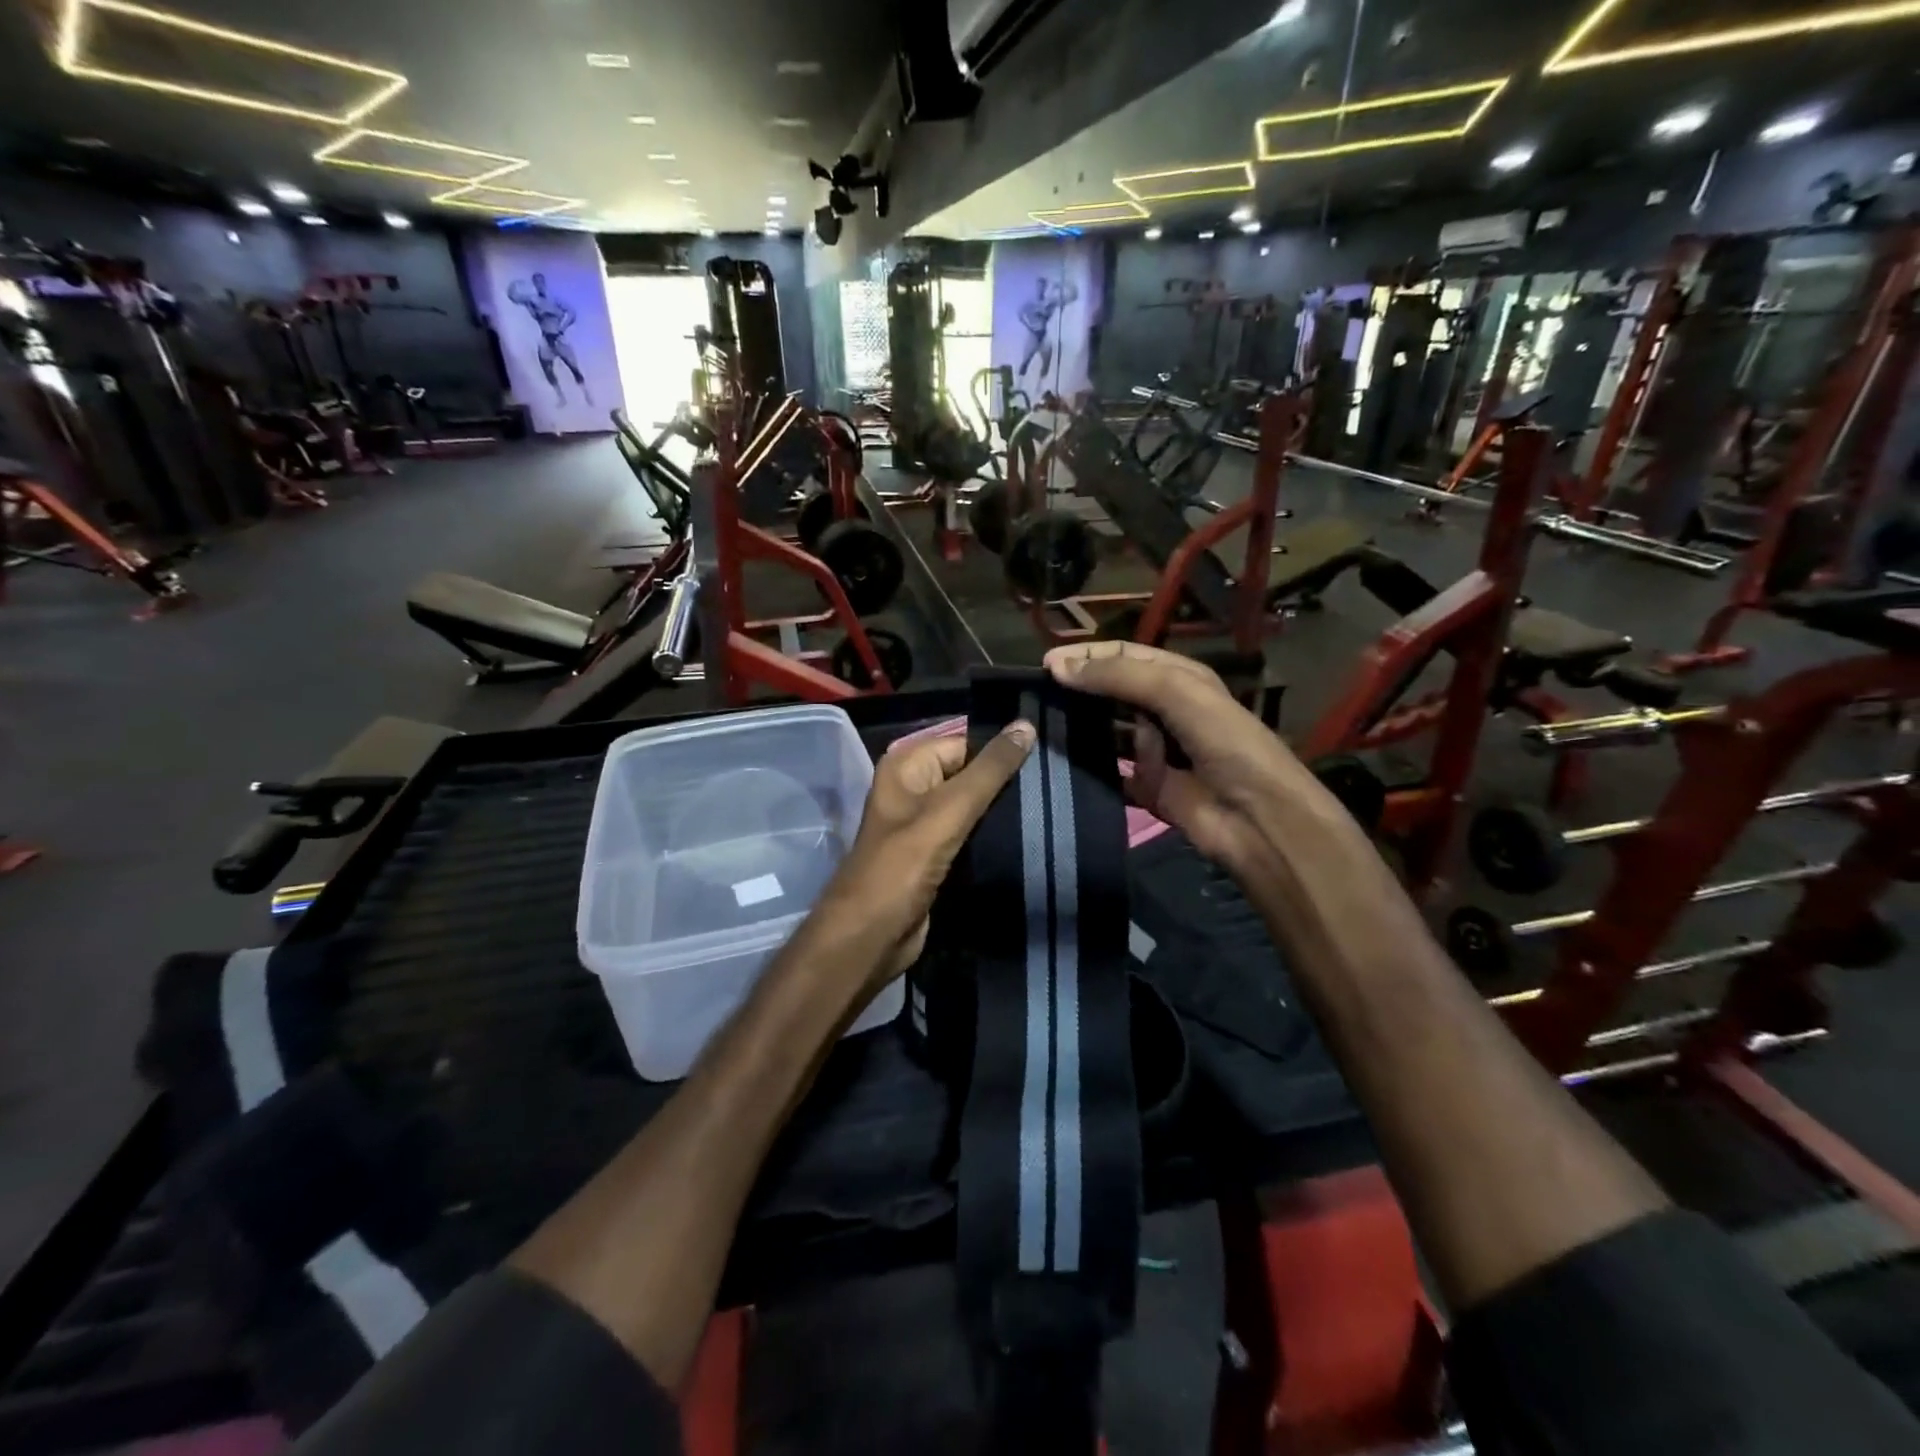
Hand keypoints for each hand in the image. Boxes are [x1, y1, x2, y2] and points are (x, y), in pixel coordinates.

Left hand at [813, 722, 1036, 992]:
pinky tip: (1031, 836)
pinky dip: (996, 836)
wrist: (872, 937)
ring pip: (975, 807)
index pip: (966, 742)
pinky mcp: (937, 855)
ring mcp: (925, 824)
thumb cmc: (903, 866)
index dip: (1003, 749)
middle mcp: (914, 788)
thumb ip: (990, 770)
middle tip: (1056, 785)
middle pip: (971, 773)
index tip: (1048, 756)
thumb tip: (1026, 724)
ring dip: (1006, 811)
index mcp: (908, 765)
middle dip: (1008, 781)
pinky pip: (972, 835)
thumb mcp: (949, 810)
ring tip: (1051, 809)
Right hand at [1045, 641, 1330, 877]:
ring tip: (1040, 725)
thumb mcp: (1177, 693)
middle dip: (1079, 690)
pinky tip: (1058, 764)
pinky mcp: (1147, 788)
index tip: (1044, 663)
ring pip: (1107, 732)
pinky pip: (1110, 773)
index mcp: (1179, 679)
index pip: (1124, 657)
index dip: (1086, 655)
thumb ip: (1119, 677)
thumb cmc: (1225, 743)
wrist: (1257, 819)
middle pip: (1113, 693)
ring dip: (1080, 728)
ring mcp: (1155, 752)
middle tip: (1036, 695)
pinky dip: (1088, 769)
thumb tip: (1057, 667)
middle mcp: (1166, 711)